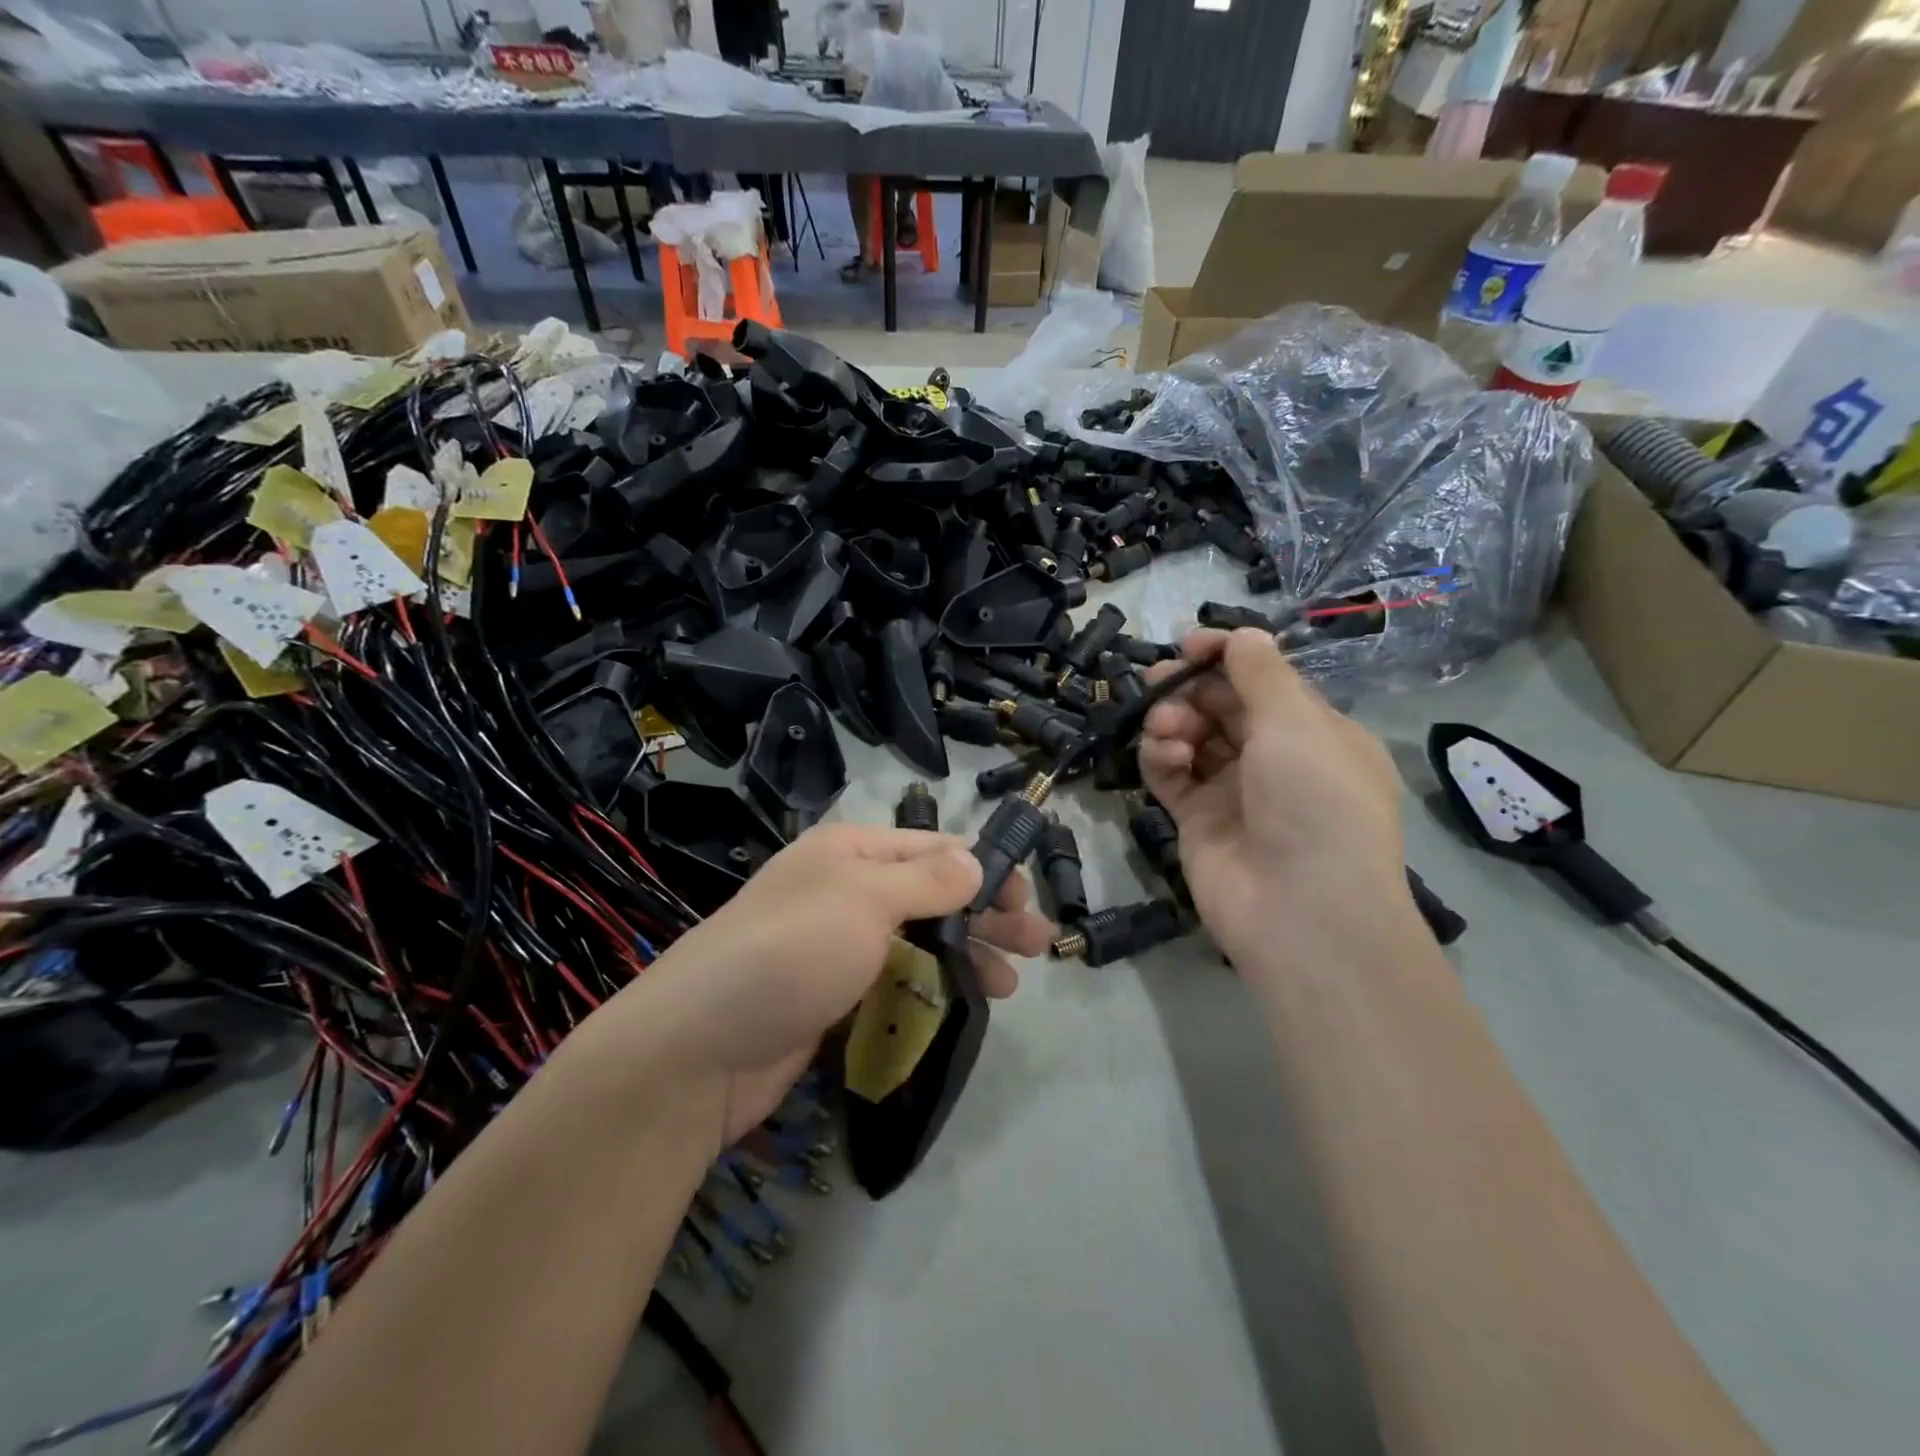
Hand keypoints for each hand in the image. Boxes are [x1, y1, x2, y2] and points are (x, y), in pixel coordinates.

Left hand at [617, 824, 1052, 1145]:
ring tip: (1011, 984)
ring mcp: (836, 946)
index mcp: (849, 852)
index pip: (931, 848)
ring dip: (965, 954)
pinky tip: (963, 1004)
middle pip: (931, 894)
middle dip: (984, 915)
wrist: (700, 1049)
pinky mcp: (833, 996)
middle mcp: (844, 891)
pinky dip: (930, 987)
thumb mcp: (865, 900)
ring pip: (917, 939)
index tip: (1026, 898)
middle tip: (1037, 945)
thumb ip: (927, 880)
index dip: (983, 868)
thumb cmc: (792, 951)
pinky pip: (894, 981)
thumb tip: (974, 860)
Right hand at [1139, 629, 1408, 963]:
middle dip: (1191, 686)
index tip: (1188, 644)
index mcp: (1315, 732)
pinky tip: (1162, 752)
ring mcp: (1234, 792)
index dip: (1226, 657)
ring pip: (1193, 737)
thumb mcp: (1297, 723)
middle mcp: (1275, 759)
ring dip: (1173, 720)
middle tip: (1159, 680)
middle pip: (1223, 706)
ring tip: (1167, 727)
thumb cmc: (1315, 803)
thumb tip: (1241, 633)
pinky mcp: (1198, 821)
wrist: (1301, 913)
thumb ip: (1260, 672)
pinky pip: (1171, 775)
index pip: (1264, 680)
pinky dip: (1161, 757)